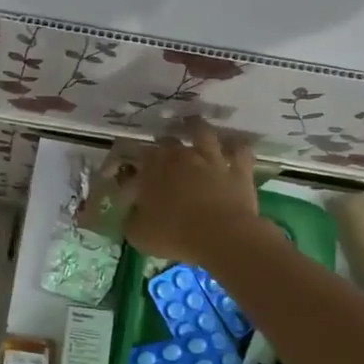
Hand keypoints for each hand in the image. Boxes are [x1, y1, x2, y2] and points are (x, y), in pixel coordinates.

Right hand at [120, 122, 264, 267]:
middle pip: (167, 141)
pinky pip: (239, 150)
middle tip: (159, 152)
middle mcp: (181, 156)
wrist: (221, 237)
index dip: (126, 159)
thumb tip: (133, 213)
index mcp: (152, 169)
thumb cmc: (174, 235)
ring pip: (202, 132)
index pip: (134, 155)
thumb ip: (132, 219)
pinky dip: (234, 147)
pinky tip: (232, 147)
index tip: (124, 170)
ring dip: (196, 128)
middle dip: (161, 144)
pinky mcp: (238, 170)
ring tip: (193, 126)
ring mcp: (211, 160)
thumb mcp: (139, 234)